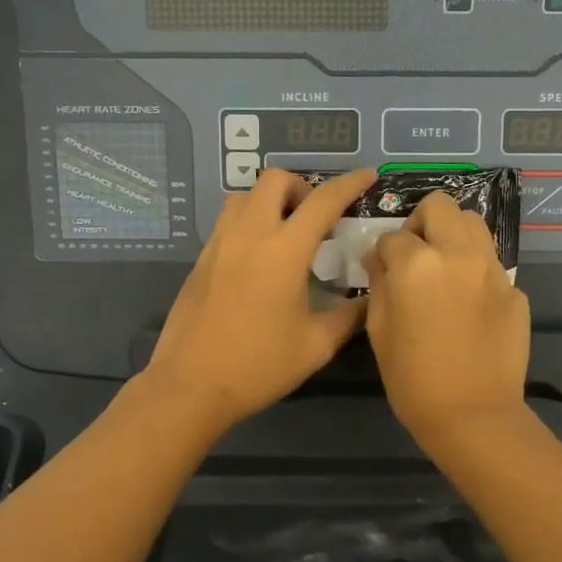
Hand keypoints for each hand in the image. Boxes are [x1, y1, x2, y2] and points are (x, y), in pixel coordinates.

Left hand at [145, 167, 376, 433]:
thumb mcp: (316, 346)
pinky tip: (259, 258)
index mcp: (283, 251)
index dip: (350, 184)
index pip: (323, 201)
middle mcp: (249, 235)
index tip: (367, 176)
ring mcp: (219, 244)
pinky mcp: (201, 260)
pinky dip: (250, 221)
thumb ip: (349, 317)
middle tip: (317, 217)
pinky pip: (228, 221)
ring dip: (271, 201)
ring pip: (244, 196)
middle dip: (303, 187)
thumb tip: (371, 300)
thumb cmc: (259, 366)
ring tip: (286, 232)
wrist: (191, 385)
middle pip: (275, 180)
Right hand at [363, 191, 530, 443]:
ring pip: (474, 224)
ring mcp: (493, 270)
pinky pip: (491, 264)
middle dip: (421, 223)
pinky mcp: (515, 291)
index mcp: (418, 264)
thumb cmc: (413, 379)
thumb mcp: (379, 330)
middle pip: (441, 206)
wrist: (473, 415)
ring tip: (444, 268)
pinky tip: (468, 305)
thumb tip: (379, 258)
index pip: (393, 236)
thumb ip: (378, 284)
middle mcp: (459, 254)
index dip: (384, 253)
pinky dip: (475, 271)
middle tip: (415, 254)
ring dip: (453, 235)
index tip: (383, 270)